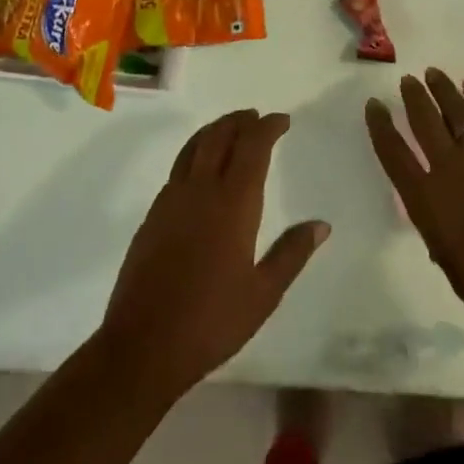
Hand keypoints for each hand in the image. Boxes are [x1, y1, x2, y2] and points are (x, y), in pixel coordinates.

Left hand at [100, 110, 329, 399]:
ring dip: (215, 131)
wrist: (142, 346)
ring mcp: (171, 201)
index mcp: (233, 203)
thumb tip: (321, 225)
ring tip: (230, 129)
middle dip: (240, 121)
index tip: (282, 120)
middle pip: (219, 137)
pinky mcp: (152, 216)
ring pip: (193, 147)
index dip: (268, 127)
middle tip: (257, 117)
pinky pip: (178, 168)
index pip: (252, 147)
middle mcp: (200, 190)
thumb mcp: (264, 293)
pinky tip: (201, 170)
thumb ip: (292, 253)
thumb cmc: (211, 321)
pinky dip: (195, 153)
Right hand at [364, 70, 463, 320]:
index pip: (393, 152)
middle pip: (425, 121)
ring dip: (444, 90)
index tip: (374, 105)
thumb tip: (443, 216)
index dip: (380, 126)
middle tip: (408, 81)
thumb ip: (438, 229)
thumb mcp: (446, 257)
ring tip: (434, 74)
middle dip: (414, 98)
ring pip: (458, 111)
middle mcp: (448, 167)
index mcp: (424, 198)